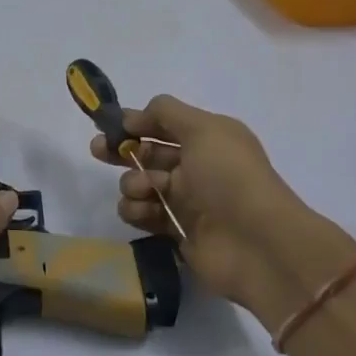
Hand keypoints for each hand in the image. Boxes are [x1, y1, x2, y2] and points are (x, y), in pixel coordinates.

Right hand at [92, 96, 355, 331]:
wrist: (257, 242)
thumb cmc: (229, 177)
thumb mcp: (203, 129)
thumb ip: (166, 113)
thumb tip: (136, 116)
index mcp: (208, 139)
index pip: (164, 124)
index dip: (137, 122)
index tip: (110, 124)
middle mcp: (196, 167)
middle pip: (148, 153)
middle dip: (122, 150)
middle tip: (98, 151)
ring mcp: (186, 201)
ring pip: (140, 184)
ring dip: (133, 183)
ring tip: (144, 191)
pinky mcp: (175, 231)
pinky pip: (143, 214)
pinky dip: (137, 211)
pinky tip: (145, 212)